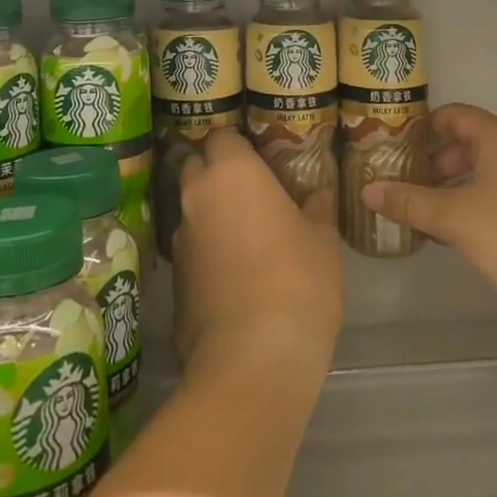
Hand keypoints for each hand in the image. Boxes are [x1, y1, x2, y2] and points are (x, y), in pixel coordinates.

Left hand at [172, 128, 342, 375]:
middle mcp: (197, 196)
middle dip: (216, 172)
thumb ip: (316, 208)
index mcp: (232, 172)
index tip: (260, 158)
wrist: (253, 360)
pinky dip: (206, 251)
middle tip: (250, 191)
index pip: (222, 135)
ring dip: (210, 213)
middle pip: (195, 165)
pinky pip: (190, 249)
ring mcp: (180, 239)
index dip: (239, 144)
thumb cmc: (298, 282)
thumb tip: (317, 194)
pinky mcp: (174, 280)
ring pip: (191, 209)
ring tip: (244, 235)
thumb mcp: (322, 240)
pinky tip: (233, 274)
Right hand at [363, 104, 496, 312]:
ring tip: (418, 209)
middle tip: (400, 180)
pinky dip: (471, 207)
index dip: (422, 125)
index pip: (454, 115)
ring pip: (482, 174)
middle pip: (467, 144)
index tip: (392, 143)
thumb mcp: (455, 217)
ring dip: (450, 188)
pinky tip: (451, 234)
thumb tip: (367, 191)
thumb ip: (410, 202)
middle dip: (432, 162)